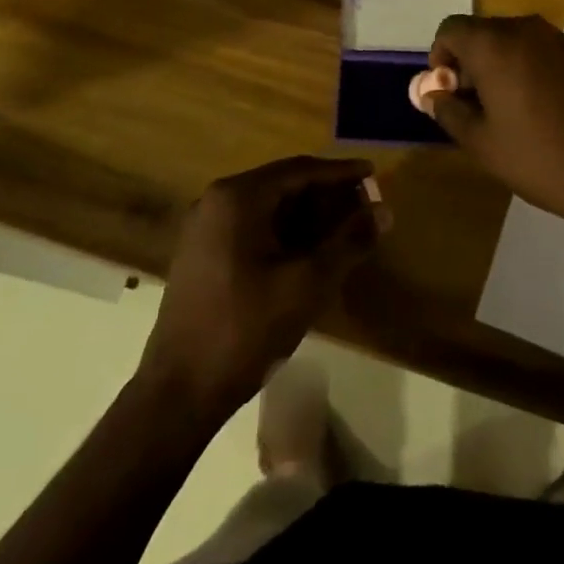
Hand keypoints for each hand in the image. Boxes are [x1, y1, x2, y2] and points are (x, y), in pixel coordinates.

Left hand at [139, 157, 385, 419]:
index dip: (340, 172)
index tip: (372, 172)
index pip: (299, 170)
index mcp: (237, 198)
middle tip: (364, 205)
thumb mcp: (307, 284)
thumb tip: (384, 212)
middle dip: (325, 194)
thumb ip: (348, 242)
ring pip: (268, 208)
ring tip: (345, 228)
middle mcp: (216, 202)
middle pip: (282, 185)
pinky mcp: (202, 255)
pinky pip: (252, 228)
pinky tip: (310, 252)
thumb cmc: (246, 329)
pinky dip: (284, 232)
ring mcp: (205, 229)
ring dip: (307, 215)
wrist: (179, 392)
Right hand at [427, 15, 563, 224]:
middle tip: (472, 107)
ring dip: (498, 66)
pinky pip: (540, 52)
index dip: (440, 58)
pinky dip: (527, 70)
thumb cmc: (538, 157)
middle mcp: (526, 29)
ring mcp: (559, 40)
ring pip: (513, 42)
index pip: (451, 29)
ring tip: (505, 112)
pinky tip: (538, 111)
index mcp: (495, 43)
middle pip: (482, 32)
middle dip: (468, 63)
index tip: (447, 93)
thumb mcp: (480, 141)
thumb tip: (431, 93)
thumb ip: (447, 110)